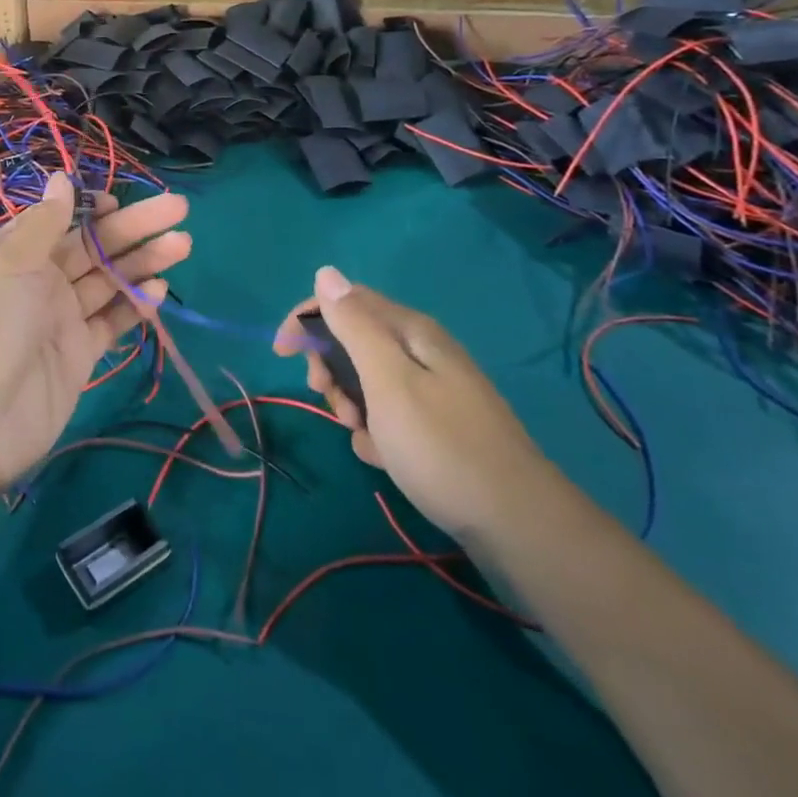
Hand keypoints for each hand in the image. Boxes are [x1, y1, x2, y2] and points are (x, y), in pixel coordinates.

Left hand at [0, 172, 190, 490]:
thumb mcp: (8, 263)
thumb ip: (43, 223)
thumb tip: (60, 177)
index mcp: (13, 254)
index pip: (59, 221)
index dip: (91, 209)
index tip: (121, 202)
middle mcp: (37, 282)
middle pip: (93, 247)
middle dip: (134, 228)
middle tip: (179, 209)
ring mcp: (60, 319)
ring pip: (108, 282)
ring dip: (143, 263)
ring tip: (183, 244)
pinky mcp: (79, 355)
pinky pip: (111, 322)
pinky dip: (135, 306)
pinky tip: (159, 291)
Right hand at [275, 267, 553, 540]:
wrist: (515, 524)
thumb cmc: (441, 446)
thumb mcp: (388, 381)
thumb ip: (354, 325)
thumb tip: (326, 272)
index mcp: (411, 331)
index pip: (345, 301)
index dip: (307, 319)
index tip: (282, 353)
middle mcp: (422, 351)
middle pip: (354, 340)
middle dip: (330, 367)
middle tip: (328, 399)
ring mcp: (432, 389)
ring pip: (367, 380)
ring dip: (350, 403)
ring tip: (361, 434)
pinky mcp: (437, 425)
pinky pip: (388, 413)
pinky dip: (375, 431)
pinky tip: (383, 455)